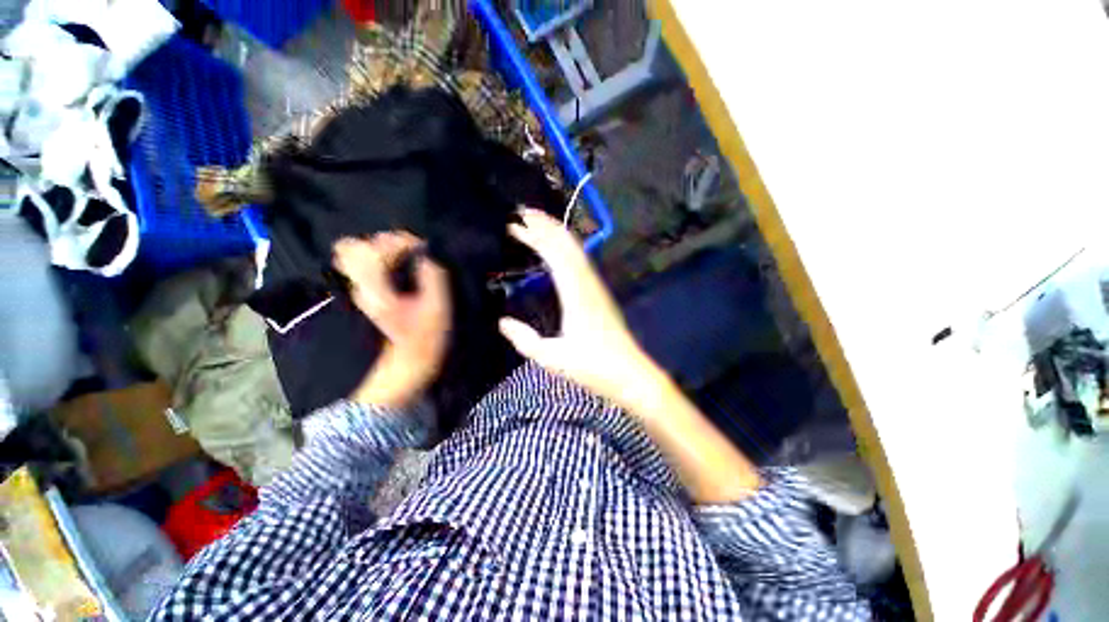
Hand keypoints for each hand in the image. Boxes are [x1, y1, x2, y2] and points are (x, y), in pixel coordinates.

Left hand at [333, 232, 450, 408]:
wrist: (410, 359)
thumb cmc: (427, 335)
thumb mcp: (438, 306)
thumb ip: (432, 275)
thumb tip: (426, 251)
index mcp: (376, 290)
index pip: (373, 249)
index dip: (400, 242)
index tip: (422, 251)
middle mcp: (360, 286)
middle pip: (353, 247)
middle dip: (384, 243)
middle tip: (410, 253)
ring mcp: (360, 289)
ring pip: (353, 253)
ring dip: (379, 249)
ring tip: (404, 258)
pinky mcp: (365, 292)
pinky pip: (361, 263)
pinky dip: (378, 257)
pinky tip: (399, 266)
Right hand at [499, 209, 669, 413]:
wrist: (630, 374)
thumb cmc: (593, 367)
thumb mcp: (552, 358)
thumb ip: (525, 340)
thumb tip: (502, 322)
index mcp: (576, 294)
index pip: (554, 255)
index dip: (535, 237)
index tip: (514, 225)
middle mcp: (587, 283)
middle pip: (567, 244)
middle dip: (546, 225)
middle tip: (523, 212)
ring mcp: (596, 286)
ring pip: (576, 250)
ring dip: (557, 233)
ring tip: (538, 222)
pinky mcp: (600, 293)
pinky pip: (581, 261)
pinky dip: (567, 247)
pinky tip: (559, 248)